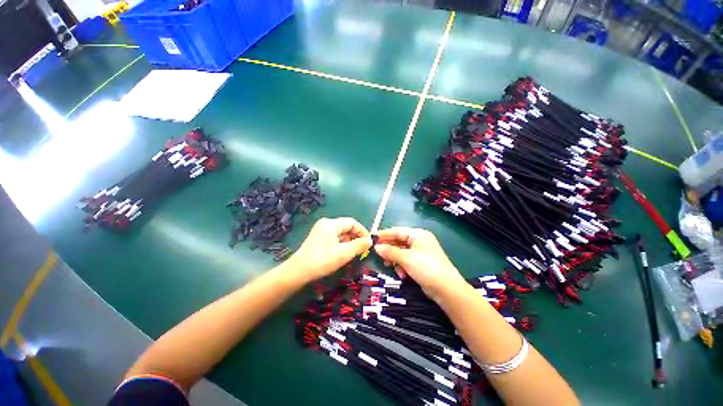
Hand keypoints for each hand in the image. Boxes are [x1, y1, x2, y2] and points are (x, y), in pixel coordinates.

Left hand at [287, 217, 371, 282]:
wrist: (298, 271)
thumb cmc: (322, 260)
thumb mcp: (344, 253)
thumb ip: (359, 245)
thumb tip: (370, 240)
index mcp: (331, 224)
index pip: (352, 222)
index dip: (362, 231)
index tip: (368, 242)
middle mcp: (326, 223)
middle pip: (346, 226)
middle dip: (355, 237)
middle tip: (362, 249)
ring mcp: (321, 229)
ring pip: (340, 232)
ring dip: (349, 241)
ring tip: (354, 252)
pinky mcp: (318, 237)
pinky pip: (334, 236)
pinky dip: (341, 243)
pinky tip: (343, 252)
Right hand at [374, 227, 466, 300]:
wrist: (447, 289)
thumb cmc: (427, 268)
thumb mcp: (407, 258)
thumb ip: (390, 252)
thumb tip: (376, 247)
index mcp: (418, 235)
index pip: (397, 231)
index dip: (384, 234)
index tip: (372, 238)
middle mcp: (419, 241)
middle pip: (398, 242)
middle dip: (389, 249)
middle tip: (378, 254)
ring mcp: (420, 253)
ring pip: (401, 252)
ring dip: (394, 259)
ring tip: (388, 265)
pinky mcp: (420, 263)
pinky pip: (405, 261)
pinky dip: (401, 266)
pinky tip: (401, 274)